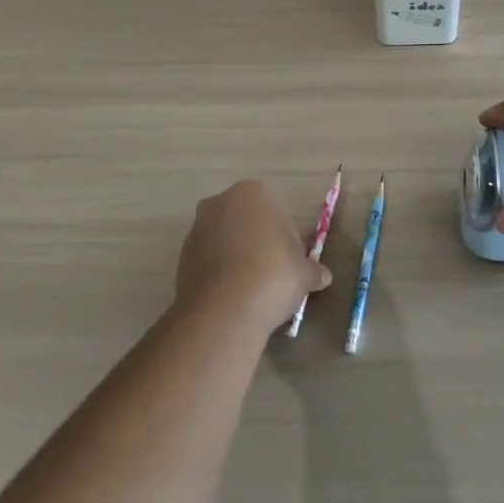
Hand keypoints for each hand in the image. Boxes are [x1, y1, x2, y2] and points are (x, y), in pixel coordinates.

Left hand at [175, 179, 331, 331]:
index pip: (275, 210)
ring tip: (251, 290)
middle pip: (246, 220)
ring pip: (225, 240)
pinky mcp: (181, 257)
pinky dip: (220, 273)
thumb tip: (323, 277)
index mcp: (253, 192)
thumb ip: (313, 270)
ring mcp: (197, 228)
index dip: (285, 237)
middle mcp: (220, 202)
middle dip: (257, 241)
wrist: (225, 310)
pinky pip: (208, 260)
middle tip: (272, 273)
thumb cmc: (274, 275)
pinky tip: (232, 297)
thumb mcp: (305, 273)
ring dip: (237, 257)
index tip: (290, 261)